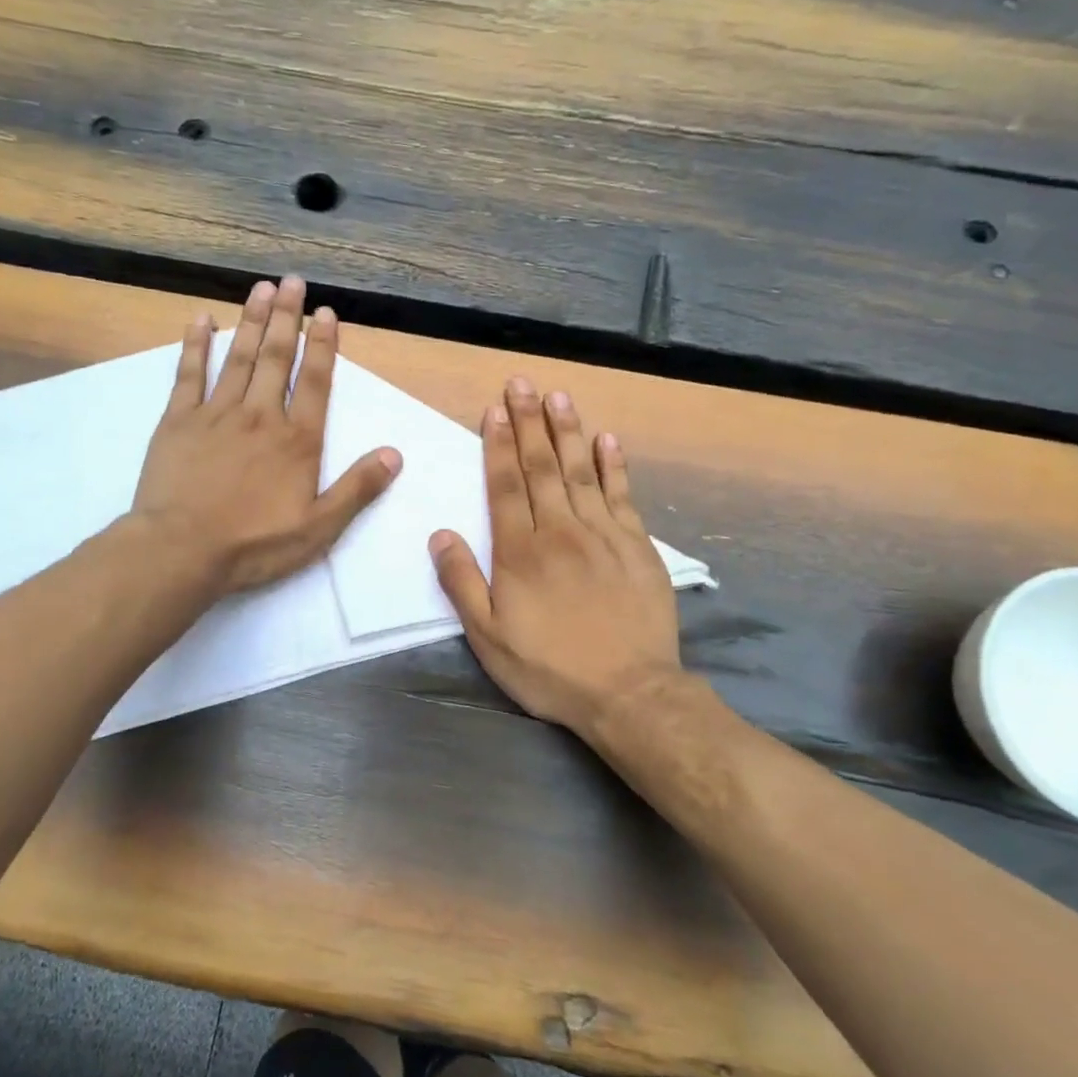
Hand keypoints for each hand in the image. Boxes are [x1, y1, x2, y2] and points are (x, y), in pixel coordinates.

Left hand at [134, 276, 401, 596]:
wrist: (182, 550)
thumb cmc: (255, 544)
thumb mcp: (319, 527)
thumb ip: (357, 489)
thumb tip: (394, 455)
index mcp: (297, 440)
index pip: (316, 382)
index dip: (323, 345)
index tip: (326, 313)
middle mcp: (260, 416)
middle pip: (277, 357)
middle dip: (287, 317)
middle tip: (292, 281)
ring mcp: (216, 414)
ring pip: (238, 357)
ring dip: (251, 320)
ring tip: (261, 288)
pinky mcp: (178, 421)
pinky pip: (189, 374)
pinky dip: (195, 345)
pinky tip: (201, 320)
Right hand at [431, 378, 683, 747]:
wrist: (629, 693)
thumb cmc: (549, 668)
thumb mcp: (488, 638)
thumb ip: (462, 583)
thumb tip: (440, 534)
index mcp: (520, 552)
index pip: (505, 486)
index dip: (496, 446)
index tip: (492, 410)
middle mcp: (560, 531)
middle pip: (542, 467)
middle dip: (529, 422)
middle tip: (522, 383)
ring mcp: (603, 535)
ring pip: (581, 471)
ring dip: (568, 431)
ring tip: (559, 396)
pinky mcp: (637, 546)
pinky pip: (623, 495)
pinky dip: (615, 465)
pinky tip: (608, 439)